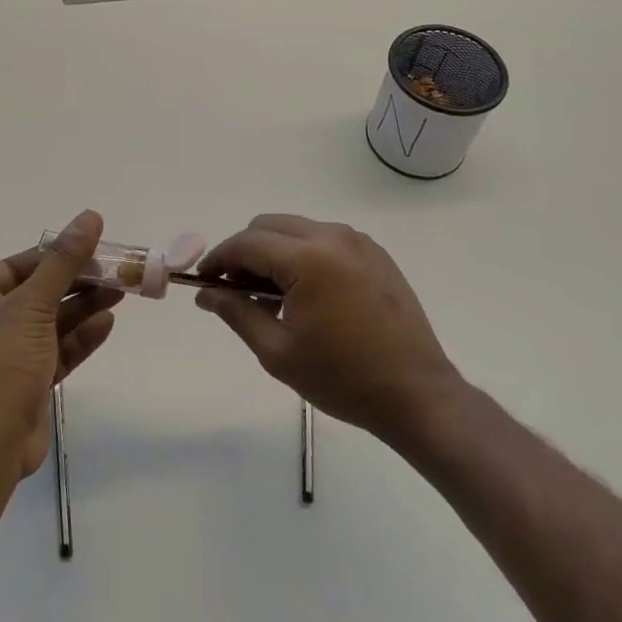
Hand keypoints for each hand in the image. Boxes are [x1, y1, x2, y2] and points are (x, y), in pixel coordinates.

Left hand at [0, 210, 118, 477]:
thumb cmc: (2, 363)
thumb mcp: (33, 304)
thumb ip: (64, 261)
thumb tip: (89, 216)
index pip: (18, 266)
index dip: (55, 255)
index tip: (91, 247)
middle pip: (38, 293)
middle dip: (76, 282)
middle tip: (114, 271)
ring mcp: (7, 356)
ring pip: (51, 322)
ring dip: (84, 308)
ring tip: (120, 292)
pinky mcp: (27, 383)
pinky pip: (56, 350)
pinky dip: (80, 337)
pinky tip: (107, 323)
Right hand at [195, 214, 461, 447]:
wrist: (417, 395)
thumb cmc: (343, 378)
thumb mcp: (278, 352)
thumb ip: (237, 313)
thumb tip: (206, 293)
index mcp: (309, 259)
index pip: (247, 243)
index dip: (219, 259)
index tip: (204, 282)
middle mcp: (333, 237)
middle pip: (269, 225)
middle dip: (245, 251)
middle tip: (235, 290)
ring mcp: (358, 242)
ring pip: (297, 228)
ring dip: (274, 251)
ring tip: (270, 295)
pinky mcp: (375, 253)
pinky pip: (324, 238)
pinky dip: (303, 253)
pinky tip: (304, 292)